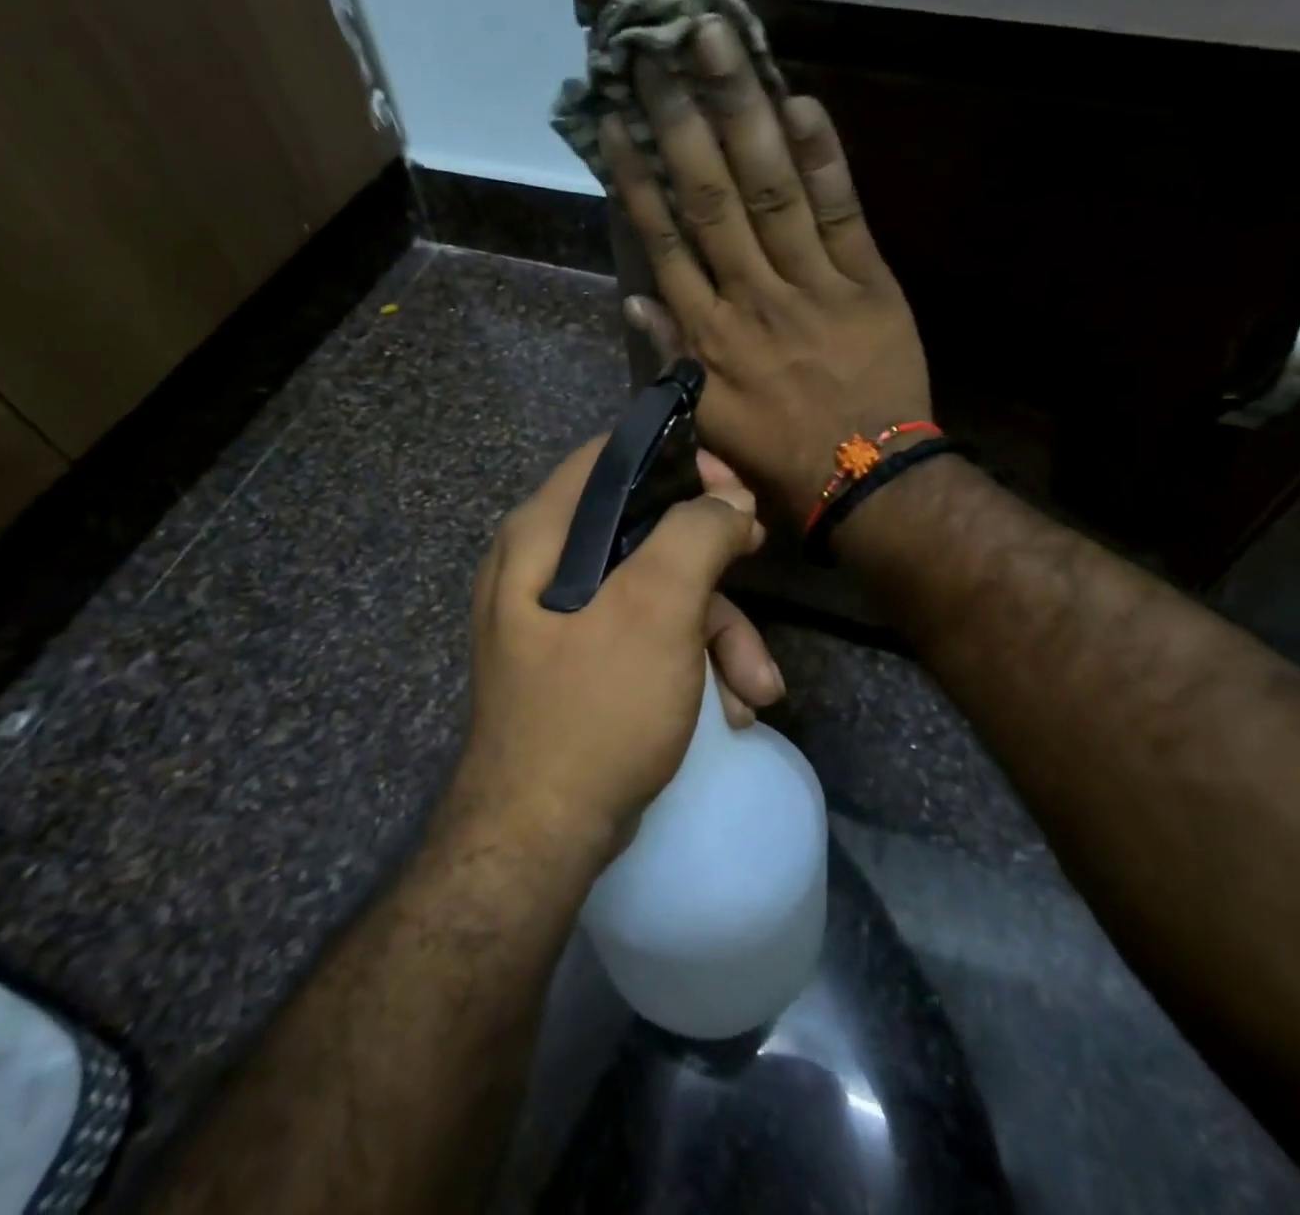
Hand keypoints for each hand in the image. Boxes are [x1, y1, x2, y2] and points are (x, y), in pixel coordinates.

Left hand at [451, 436, 778, 865]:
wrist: (541, 839)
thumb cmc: (596, 708)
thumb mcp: (655, 610)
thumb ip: (695, 536)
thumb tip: (729, 500)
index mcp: (542, 536)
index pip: (612, 461)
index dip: (678, 462)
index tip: (733, 488)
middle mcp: (543, 567)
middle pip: (644, 529)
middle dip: (713, 562)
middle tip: (758, 557)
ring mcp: (562, 620)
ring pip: (656, 592)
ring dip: (718, 634)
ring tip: (757, 687)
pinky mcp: (584, 665)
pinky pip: (647, 638)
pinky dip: (693, 665)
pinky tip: (731, 709)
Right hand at [599, 18, 931, 525]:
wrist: (867, 479)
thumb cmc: (780, 457)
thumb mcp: (707, 422)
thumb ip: (668, 357)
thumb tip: (633, 296)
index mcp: (710, 337)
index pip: (665, 243)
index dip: (637, 179)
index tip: (614, 121)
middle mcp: (752, 299)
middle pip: (711, 199)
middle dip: (680, 121)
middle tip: (655, 48)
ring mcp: (813, 286)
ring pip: (771, 190)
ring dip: (742, 113)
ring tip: (717, 43)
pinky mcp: (868, 283)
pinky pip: (842, 212)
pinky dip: (823, 159)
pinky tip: (801, 101)